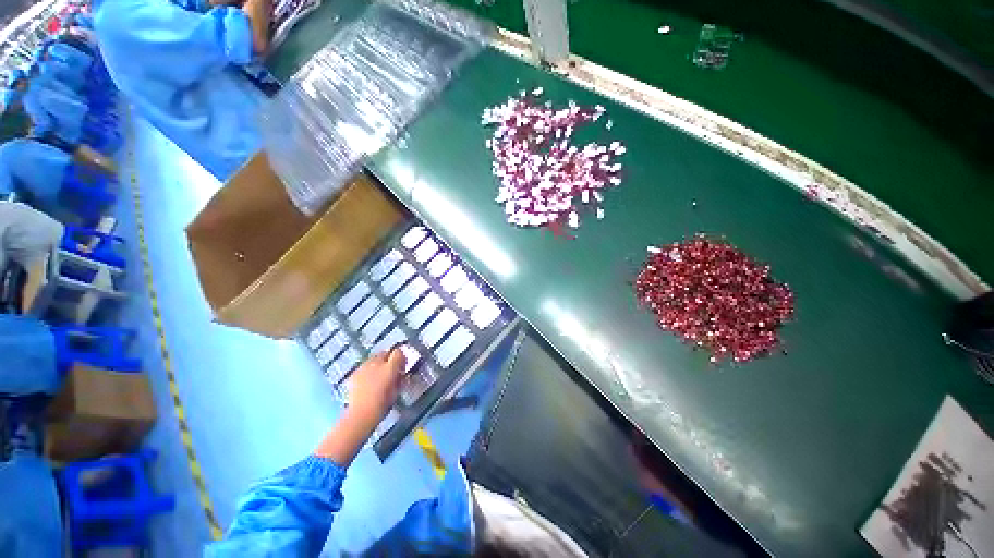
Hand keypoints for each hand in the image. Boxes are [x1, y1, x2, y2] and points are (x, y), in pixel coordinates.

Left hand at [346, 348, 406, 427]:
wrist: (360, 414)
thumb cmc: (383, 404)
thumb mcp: (397, 389)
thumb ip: (399, 377)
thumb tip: (399, 372)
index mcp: (390, 367)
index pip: (398, 352)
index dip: (401, 358)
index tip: (402, 366)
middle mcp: (376, 363)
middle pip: (384, 353)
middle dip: (389, 359)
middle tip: (390, 370)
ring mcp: (363, 367)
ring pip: (373, 358)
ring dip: (377, 363)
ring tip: (378, 375)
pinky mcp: (354, 373)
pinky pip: (364, 367)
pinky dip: (367, 370)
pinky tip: (367, 381)